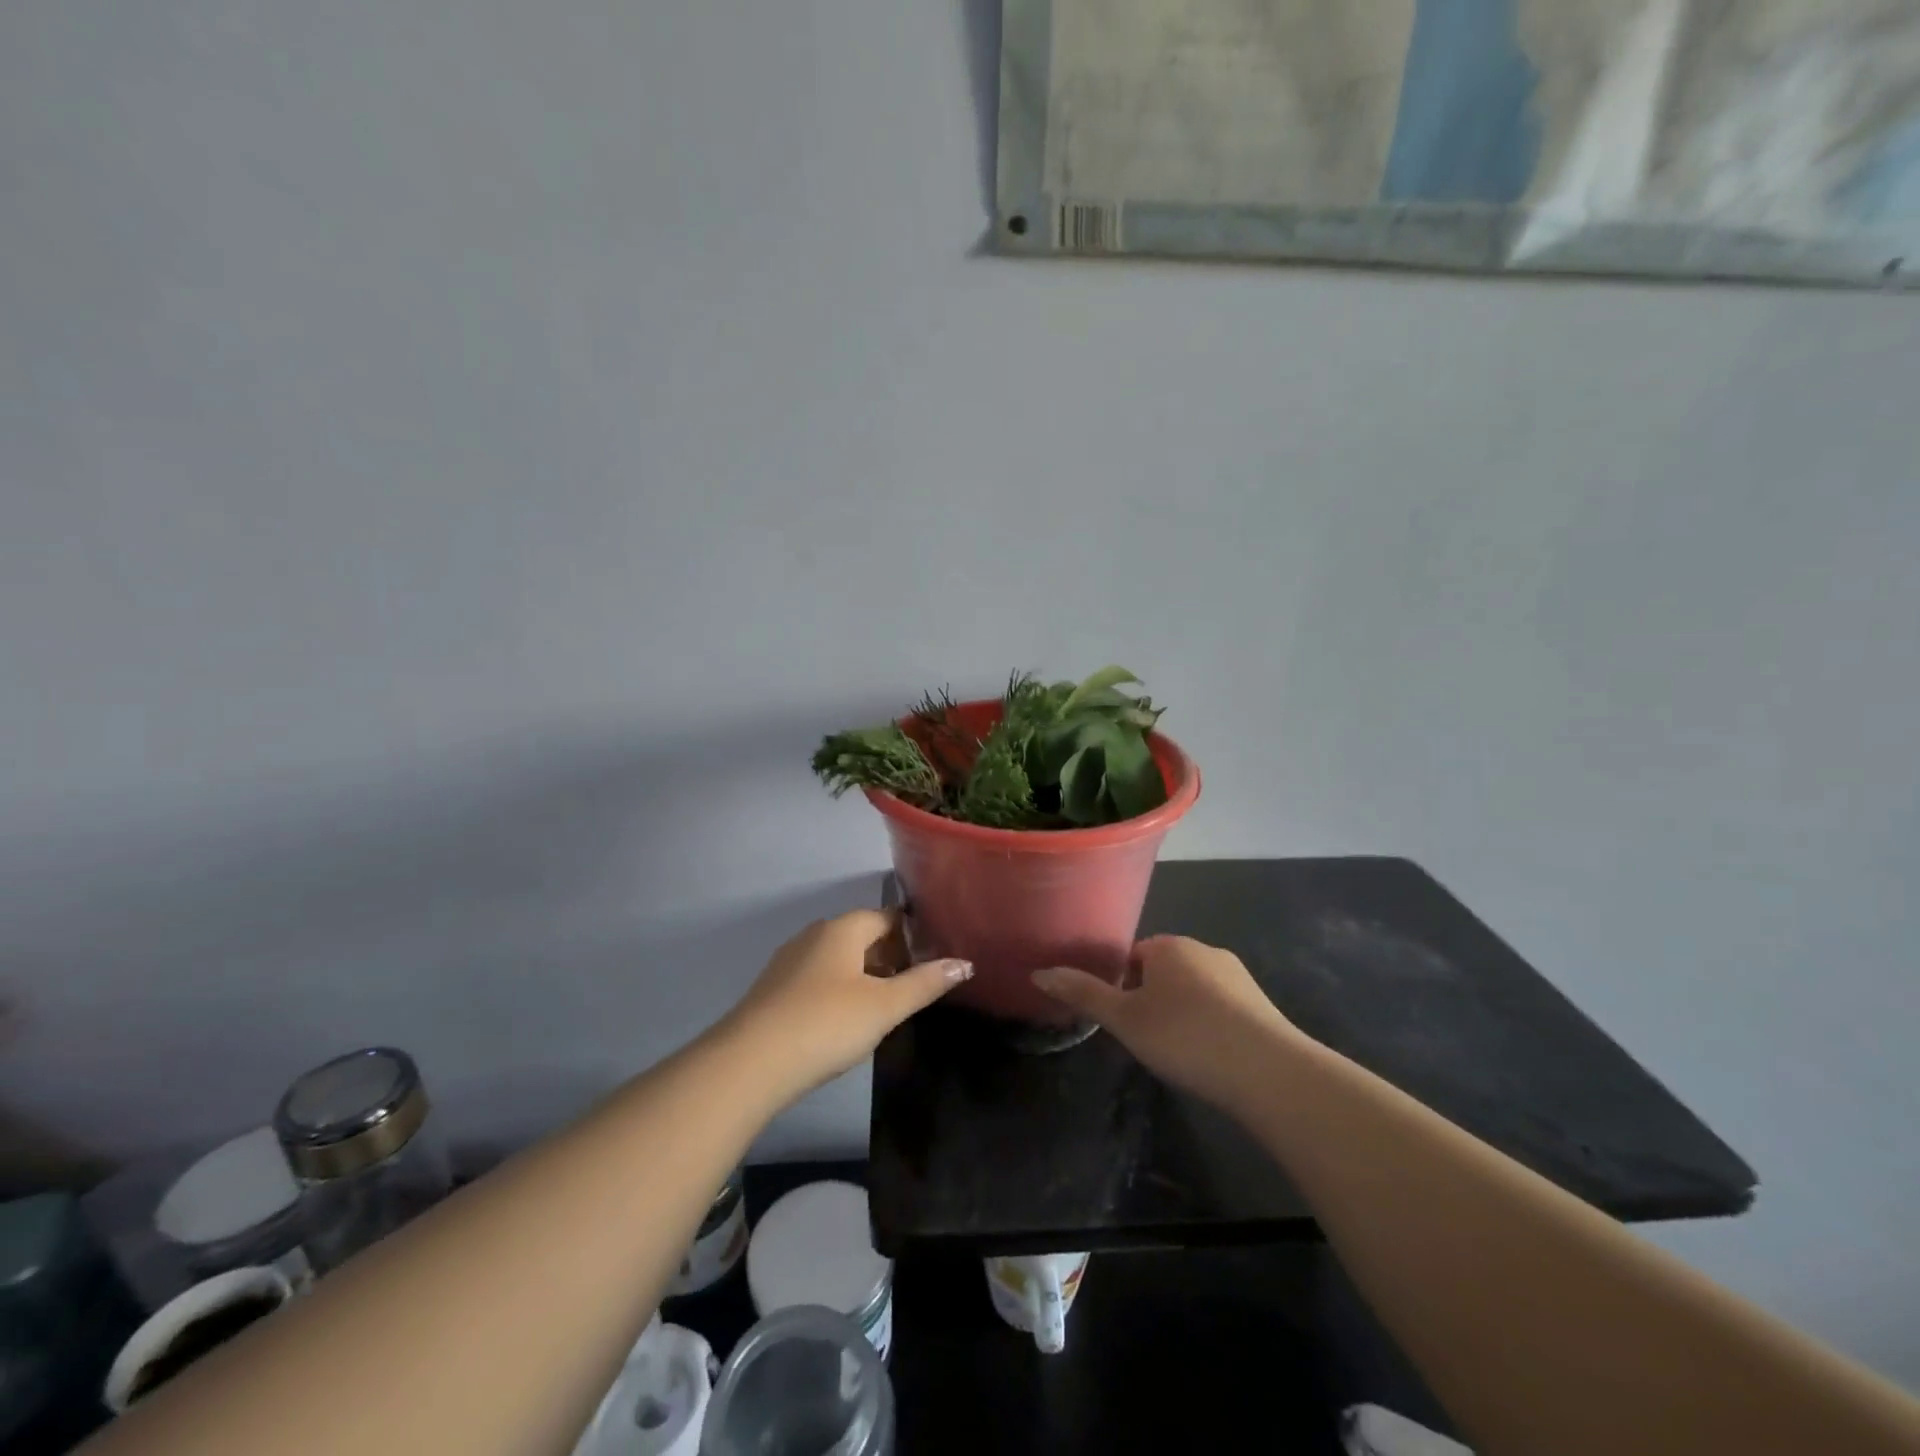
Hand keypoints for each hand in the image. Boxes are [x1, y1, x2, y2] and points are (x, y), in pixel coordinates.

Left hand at [721, 909, 971, 1101]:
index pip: (887, 917)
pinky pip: (818, 978)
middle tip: (916, 986)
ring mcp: (790, 961)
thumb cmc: (826, 1024)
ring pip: (839, 958)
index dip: (913, 933)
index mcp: (843, 928)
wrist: (749, 1063)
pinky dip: (839, 990)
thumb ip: (925, 983)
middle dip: (891, 955)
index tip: (935, 955)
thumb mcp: (884, 1006)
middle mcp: (815, 934)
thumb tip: (965, 963)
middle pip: (862, 935)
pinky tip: (845, 1021)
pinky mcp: (774, 989)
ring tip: (886, 1007)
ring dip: (865, 975)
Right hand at [1032, 936, 1301, 1111]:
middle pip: (1163, 970)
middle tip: (1145, 1039)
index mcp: (1168, 946)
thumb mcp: (1125, 1019)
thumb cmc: (1185, 1037)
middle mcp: (1204, 950)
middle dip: (1151, 999)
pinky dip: (1210, 1025)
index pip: (1132, 955)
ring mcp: (1237, 976)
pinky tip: (1210, 1056)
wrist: (1269, 1072)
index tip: (1121, 1020)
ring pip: (1194, 989)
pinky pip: (1221, 1007)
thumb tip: (1038, 973)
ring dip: (1181, 1012)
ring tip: (1178, 1052)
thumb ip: (1083, 994)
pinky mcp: (1261, 1004)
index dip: (1121, 986)